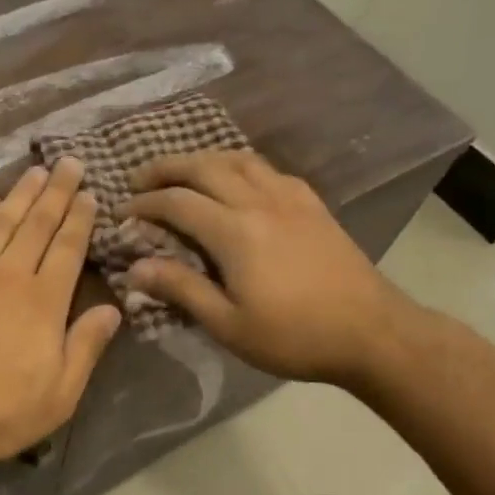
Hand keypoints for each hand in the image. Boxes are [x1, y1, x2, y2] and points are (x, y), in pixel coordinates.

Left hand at [0, 158, 121, 465]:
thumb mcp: (59, 395)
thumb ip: (86, 348)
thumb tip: (114, 310)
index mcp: (43, 302)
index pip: (68, 249)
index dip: (80, 219)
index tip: (90, 193)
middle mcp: (9, 275)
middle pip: (37, 224)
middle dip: (56, 192)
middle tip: (69, 162)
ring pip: (0, 222)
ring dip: (20, 194)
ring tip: (35, 171)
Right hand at [123, 151, 415, 388]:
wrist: (372, 333)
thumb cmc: (294, 336)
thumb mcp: (228, 324)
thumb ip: (181, 289)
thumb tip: (135, 268)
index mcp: (235, 232)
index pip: (177, 202)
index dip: (144, 203)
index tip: (123, 213)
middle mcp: (260, 202)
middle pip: (204, 167)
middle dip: (166, 168)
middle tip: (139, 178)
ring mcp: (290, 198)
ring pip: (238, 159)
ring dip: (203, 159)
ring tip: (182, 172)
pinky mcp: (312, 204)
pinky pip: (268, 169)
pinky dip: (240, 165)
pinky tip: (237, 180)